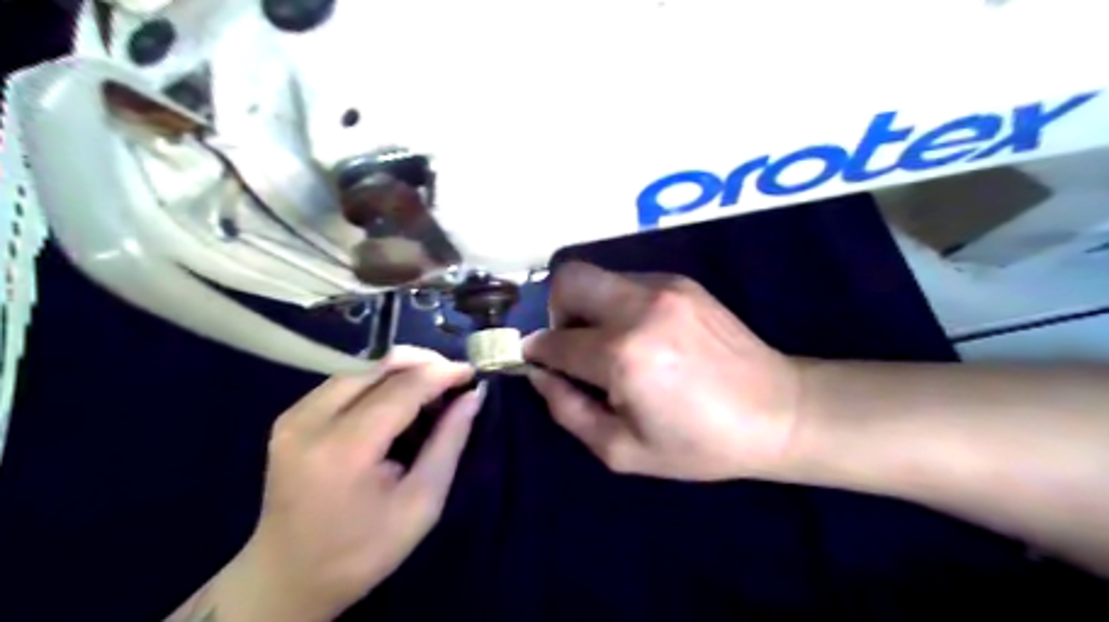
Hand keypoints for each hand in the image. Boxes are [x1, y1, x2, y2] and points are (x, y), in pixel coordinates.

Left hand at [221, 350, 482, 621]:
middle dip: (422, 363)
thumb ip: (449, 442)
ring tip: (430, 392)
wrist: (287, 578)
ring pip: (361, 366)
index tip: (472, 372)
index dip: (441, 373)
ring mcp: (294, 416)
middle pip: (377, 364)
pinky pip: (344, 380)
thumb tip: (472, 396)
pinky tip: (397, 402)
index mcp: (344, 448)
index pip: (402, 388)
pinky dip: (378, 381)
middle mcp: (311, 420)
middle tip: (453, 380)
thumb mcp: (421, 503)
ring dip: (401, 370)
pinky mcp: (290, 417)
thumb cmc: (363, 549)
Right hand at [525, 263, 801, 480]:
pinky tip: (643, 335)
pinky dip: (617, 305)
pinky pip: (627, 282)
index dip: (537, 353)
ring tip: (610, 343)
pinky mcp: (681, 282)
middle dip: (556, 311)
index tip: (538, 363)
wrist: (779, 411)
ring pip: (597, 276)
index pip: (554, 341)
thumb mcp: (623, 450)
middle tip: (572, 344)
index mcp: (623, 355)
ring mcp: (664, 288)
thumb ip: (568, 410)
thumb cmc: (700, 443)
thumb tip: (539, 374)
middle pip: (568, 279)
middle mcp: (639, 308)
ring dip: (588, 307)